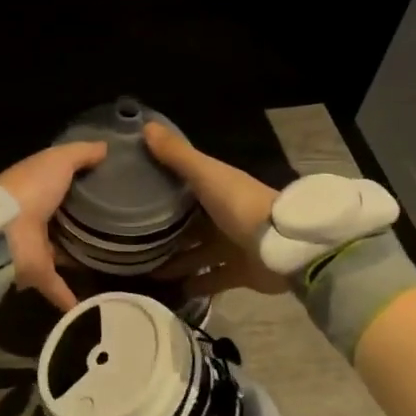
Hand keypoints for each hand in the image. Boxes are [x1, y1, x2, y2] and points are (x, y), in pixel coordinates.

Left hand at [0, 141, 108, 311]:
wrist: (4, 232)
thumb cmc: (30, 190)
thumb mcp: (58, 160)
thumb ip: (81, 153)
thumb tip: (105, 147)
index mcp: (35, 186)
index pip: (58, 181)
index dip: (80, 179)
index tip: (109, 182)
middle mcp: (33, 216)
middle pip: (61, 217)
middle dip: (81, 219)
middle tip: (117, 222)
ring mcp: (34, 246)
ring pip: (60, 250)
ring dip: (77, 255)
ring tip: (111, 258)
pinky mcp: (37, 272)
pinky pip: (57, 286)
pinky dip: (70, 296)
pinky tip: (95, 305)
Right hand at [142, 122, 287, 297]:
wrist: (283, 246)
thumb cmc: (240, 205)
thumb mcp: (205, 174)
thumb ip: (177, 154)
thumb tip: (145, 125)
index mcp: (217, 188)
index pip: (185, 185)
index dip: (162, 186)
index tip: (132, 190)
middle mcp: (223, 215)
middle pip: (189, 223)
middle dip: (165, 230)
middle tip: (131, 238)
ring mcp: (232, 245)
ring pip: (197, 253)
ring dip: (175, 260)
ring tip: (143, 269)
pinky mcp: (239, 272)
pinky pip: (212, 279)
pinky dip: (194, 285)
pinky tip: (170, 290)